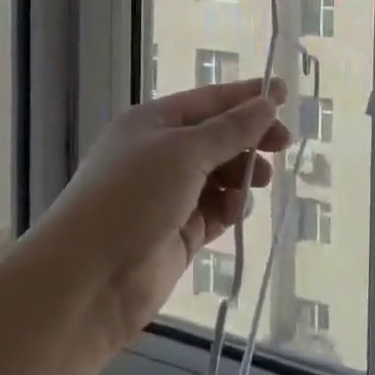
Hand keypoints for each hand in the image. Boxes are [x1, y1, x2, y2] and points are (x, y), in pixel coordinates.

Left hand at [41, 79, 287, 349]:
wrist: (88, 279)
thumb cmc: (133, 196)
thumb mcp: (184, 152)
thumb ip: (231, 129)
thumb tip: (267, 103)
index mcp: (154, 122)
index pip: (209, 101)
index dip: (247, 97)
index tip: (285, 95)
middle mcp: (160, 154)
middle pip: (217, 138)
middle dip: (250, 139)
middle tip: (283, 145)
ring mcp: (168, 196)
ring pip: (219, 175)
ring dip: (241, 174)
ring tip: (258, 181)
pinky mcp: (177, 234)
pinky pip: (214, 211)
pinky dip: (229, 208)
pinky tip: (235, 212)